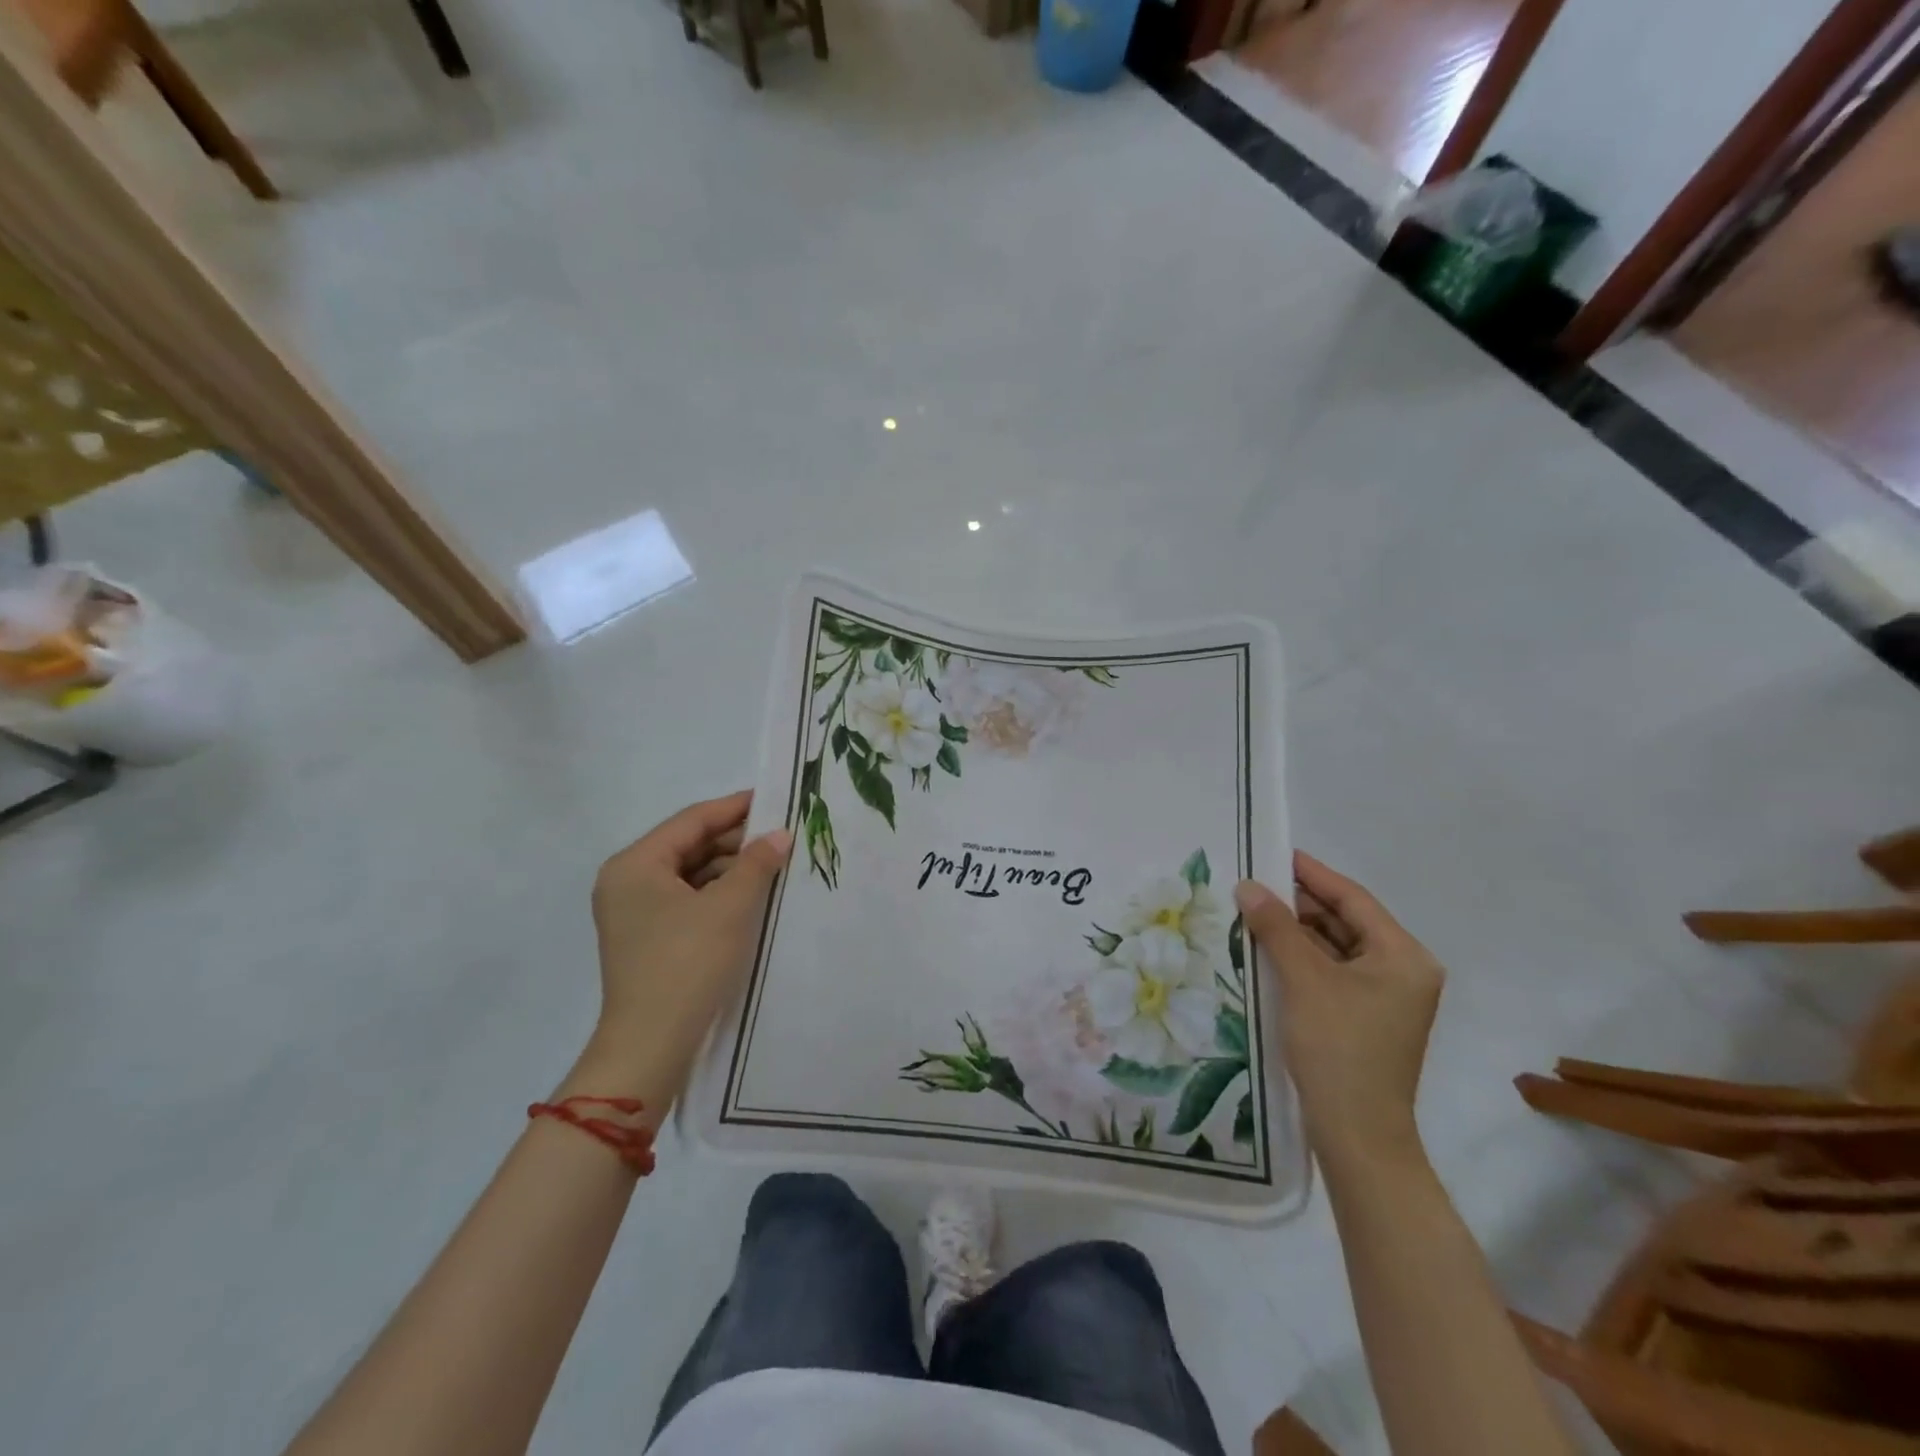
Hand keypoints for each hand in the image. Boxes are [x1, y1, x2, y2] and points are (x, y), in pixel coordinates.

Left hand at [568, 791, 792, 1115]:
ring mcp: (635, 913)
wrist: (652, 1045)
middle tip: (782, 835)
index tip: (775, 799)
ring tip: (775, 865)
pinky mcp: (648, 939)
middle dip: (736, 841)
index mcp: (635, 865)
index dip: (736, 808)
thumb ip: (756, 863)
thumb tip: (780, 834)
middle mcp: (627, 882)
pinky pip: (688, 901)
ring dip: (731, 869)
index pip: (692, 820)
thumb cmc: (687, 963)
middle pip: (689, 846)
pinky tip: (753, 897)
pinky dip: (719, 895)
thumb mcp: (730, 907)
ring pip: (691, 875)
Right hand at [1234, 853, 1443, 1177]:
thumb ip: (1277, 927)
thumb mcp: (1304, 980)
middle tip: (1253, 882)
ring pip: (1335, 948)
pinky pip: (1331, 972)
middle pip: (1345, 921)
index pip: (1353, 899)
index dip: (1312, 874)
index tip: (1274, 852)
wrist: (1357, 1136)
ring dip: (1296, 931)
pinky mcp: (1364, 1017)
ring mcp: (1385, 997)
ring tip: (1252, 910)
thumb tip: (1248, 886)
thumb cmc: (1339, 1049)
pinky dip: (1301, 958)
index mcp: (1404, 957)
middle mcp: (1402, 971)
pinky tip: (1265, 949)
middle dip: (1299, 903)